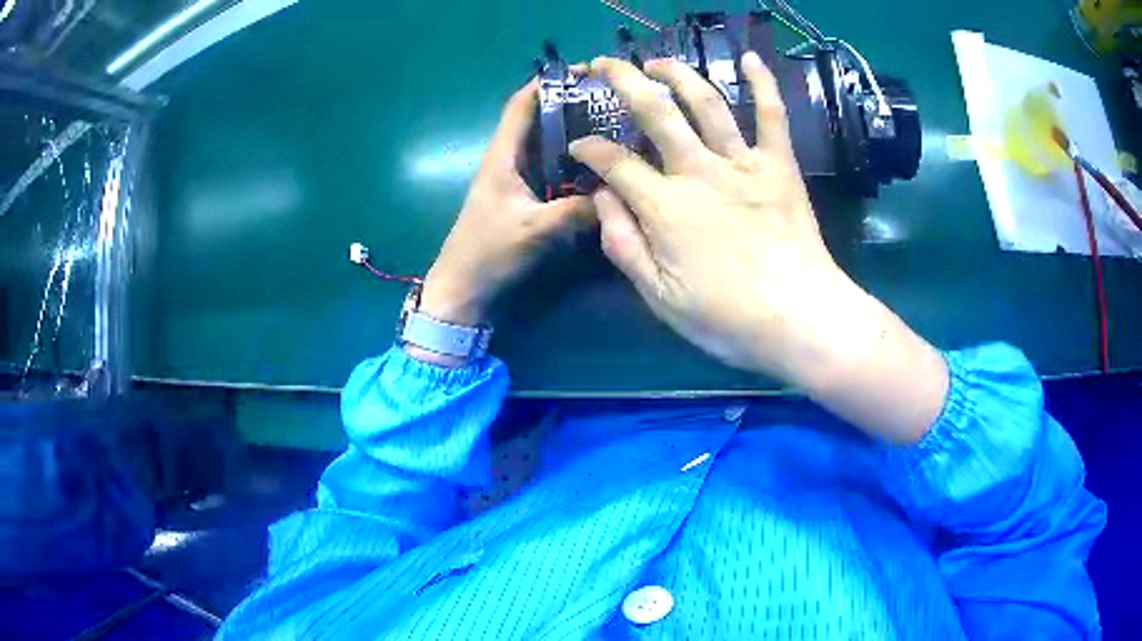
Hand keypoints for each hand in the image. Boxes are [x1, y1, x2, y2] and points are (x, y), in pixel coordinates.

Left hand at [419, 80, 593, 327]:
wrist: (463, 288)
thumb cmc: (489, 252)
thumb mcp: (535, 230)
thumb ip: (577, 211)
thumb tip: (616, 195)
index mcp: (503, 156)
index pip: (522, 105)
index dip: (548, 84)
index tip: (585, 73)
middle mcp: (508, 160)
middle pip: (538, 120)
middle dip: (571, 106)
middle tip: (612, 103)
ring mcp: (515, 180)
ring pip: (546, 146)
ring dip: (573, 134)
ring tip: (613, 128)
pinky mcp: (522, 198)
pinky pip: (551, 170)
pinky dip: (572, 163)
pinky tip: (598, 169)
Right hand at [570, 54, 947, 442]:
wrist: (801, 319)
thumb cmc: (727, 317)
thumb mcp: (659, 297)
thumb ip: (623, 244)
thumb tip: (602, 197)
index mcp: (665, 206)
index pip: (614, 161)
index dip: (589, 148)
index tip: (578, 146)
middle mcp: (699, 171)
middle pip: (654, 112)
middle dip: (623, 81)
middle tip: (603, 65)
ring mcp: (743, 163)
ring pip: (705, 103)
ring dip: (677, 74)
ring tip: (657, 62)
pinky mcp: (780, 166)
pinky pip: (772, 116)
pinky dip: (763, 84)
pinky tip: (750, 58)